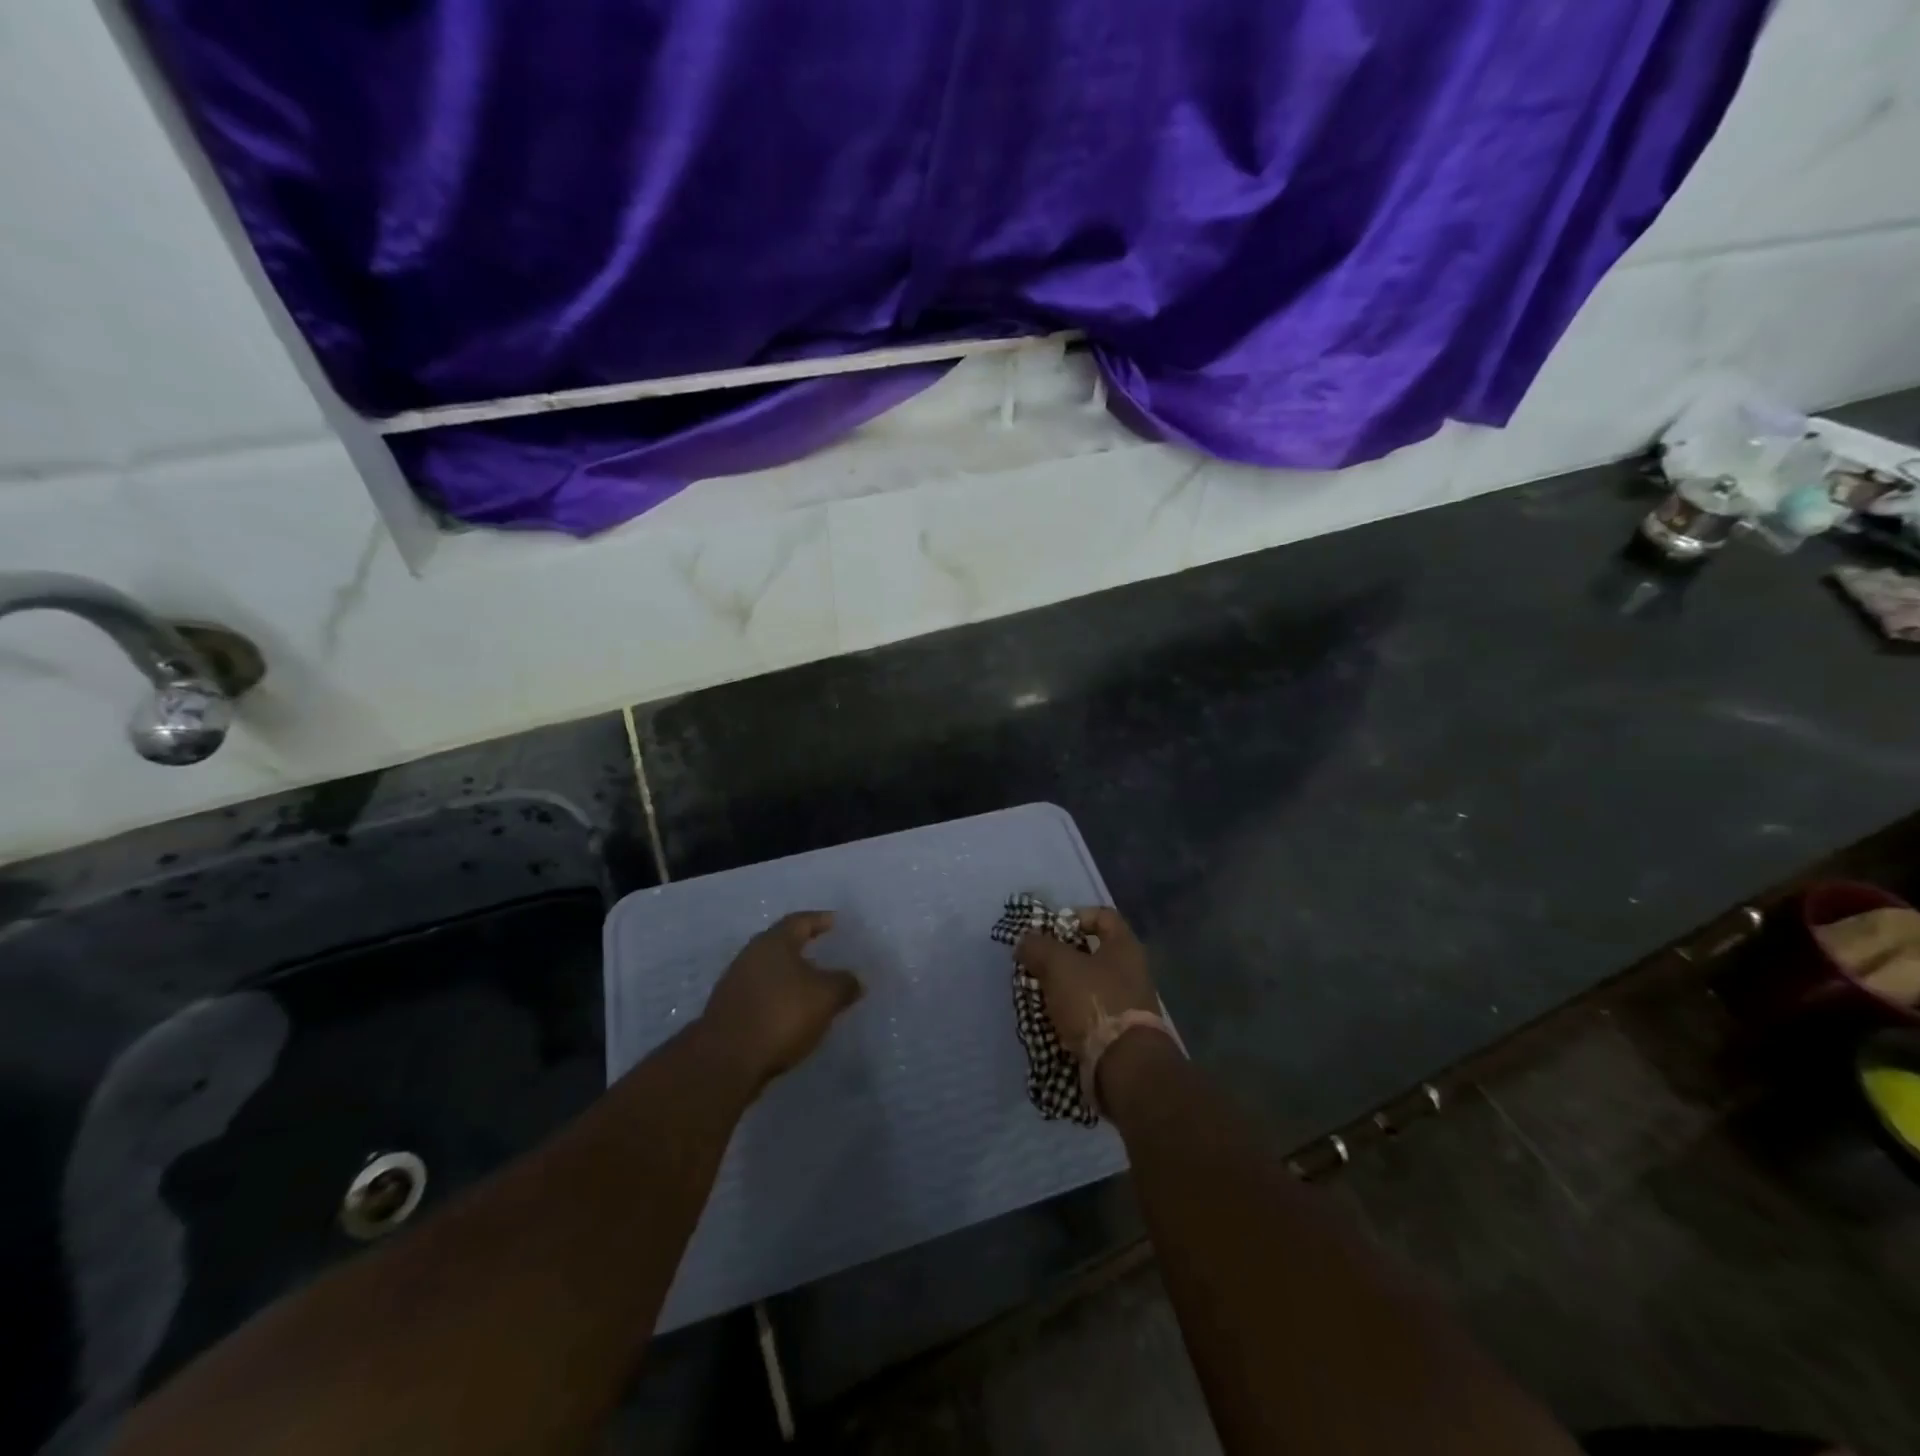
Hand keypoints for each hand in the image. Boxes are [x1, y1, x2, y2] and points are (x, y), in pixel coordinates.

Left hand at [702, 911, 862, 1090]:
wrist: (725, 1060)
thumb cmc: (781, 1015)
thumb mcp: (825, 997)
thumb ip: (844, 984)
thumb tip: (856, 980)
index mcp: (774, 942)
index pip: (801, 921)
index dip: (820, 920)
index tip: (835, 922)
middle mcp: (751, 955)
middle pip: (782, 944)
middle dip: (804, 949)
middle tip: (825, 953)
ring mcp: (735, 983)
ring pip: (770, 972)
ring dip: (791, 977)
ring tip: (812, 988)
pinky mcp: (728, 1011)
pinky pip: (761, 995)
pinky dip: (778, 999)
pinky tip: (791, 1013)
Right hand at [1016, 906, 1160, 1062]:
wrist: (1125, 1067)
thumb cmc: (1095, 1002)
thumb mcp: (1058, 965)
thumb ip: (1038, 946)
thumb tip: (1025, 941)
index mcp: (1125, 946)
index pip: (1102, 915)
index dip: (1074, 916)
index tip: (1049, 932)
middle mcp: (1131, 971)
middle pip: (1091, 953)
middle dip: (1060, 958)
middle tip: (1035, 966)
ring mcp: (1128, 1003)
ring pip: (1087, 986)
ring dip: (1062, 989)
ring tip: (1037, 996)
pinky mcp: (1120, 1033)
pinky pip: (1090, 1014)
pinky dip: (1070, 1016)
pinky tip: (1050, 1022)